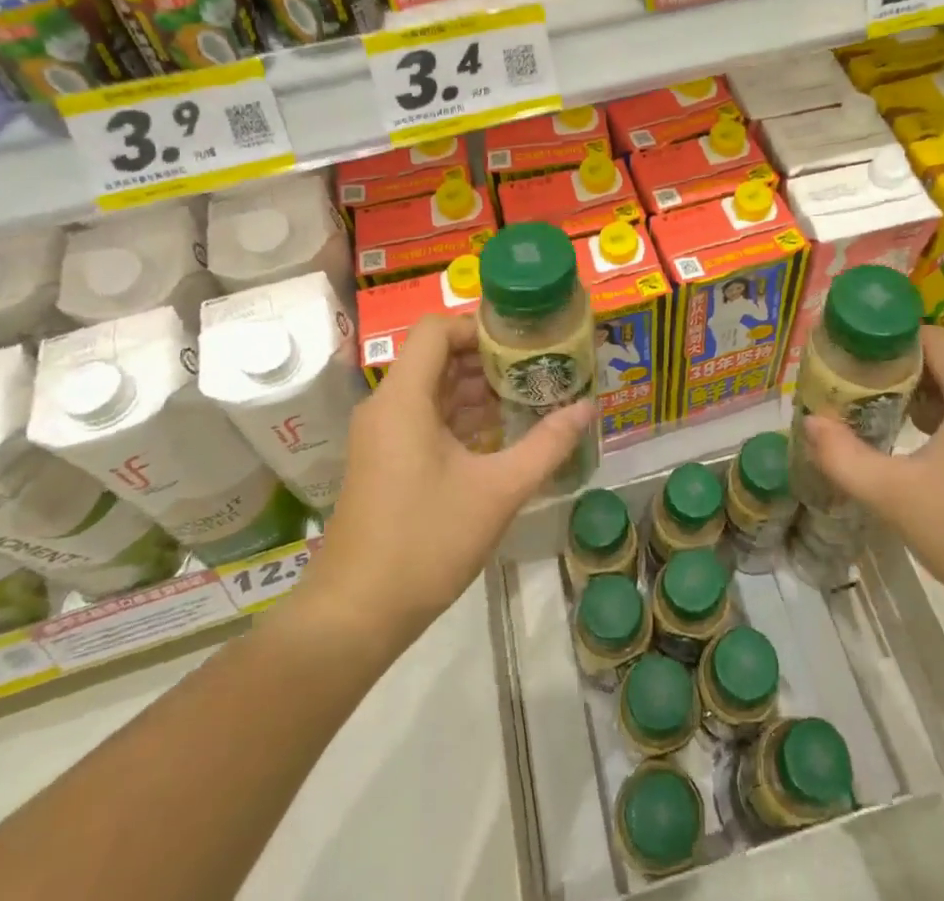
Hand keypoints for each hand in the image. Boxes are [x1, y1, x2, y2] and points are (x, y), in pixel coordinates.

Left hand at [296, 314, 595, 655]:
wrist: (355, 616)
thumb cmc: (425, 542)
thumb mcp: (498, 491)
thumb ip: (547, 444)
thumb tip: (588, 408)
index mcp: (404, 398)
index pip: (437, 329)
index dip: (480, 325)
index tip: (525, 340)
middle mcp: (387, 406)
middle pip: (438, 357)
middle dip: (489, 358)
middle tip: (539, 366)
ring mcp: (383, 436)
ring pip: (434, 390)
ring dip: (479, 389)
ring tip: (531, 395)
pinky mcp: (386, 461)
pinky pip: (426, 419)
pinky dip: (463, 417)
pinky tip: (502, 433)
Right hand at [801, 327, 943, 634]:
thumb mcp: (896, 497)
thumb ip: (843, 456)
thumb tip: (809, 423)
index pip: (925, 338)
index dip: (881, 345)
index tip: (844, 364)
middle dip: (896, 375)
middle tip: (853, 397)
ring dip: (923, 399)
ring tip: (879, 422)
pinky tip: (924, 451)